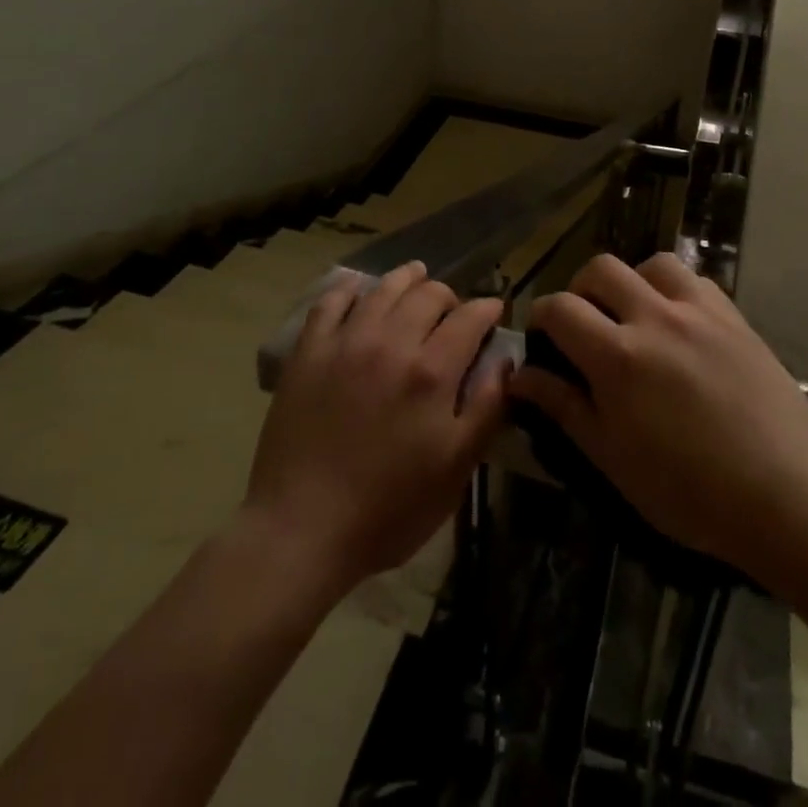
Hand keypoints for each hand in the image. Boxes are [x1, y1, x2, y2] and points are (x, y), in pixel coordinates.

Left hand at [241, 262, 508, 598]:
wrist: (302, 528)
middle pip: (429, 294)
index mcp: (431, 371)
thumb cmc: (389, 508)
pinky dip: (352, 289)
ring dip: (407, 280)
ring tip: (416, 278)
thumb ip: (486, 409)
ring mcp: (346, 342)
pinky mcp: (309, 351)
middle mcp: (391, 342)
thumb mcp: (455, 469)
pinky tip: (360, 291)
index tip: (494, 313)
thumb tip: (505, 362)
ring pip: (384, 288)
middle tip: (453, 312)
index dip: (488, 310)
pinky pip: (332, 301)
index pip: (470, 317)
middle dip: (450, 297)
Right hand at [509, 253, 807, 578]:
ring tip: (636, 316)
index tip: (544, 337)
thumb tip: (522, 376)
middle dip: (581, 290)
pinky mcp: (735, 318)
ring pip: (652, 264)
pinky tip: (681, 324)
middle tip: (587, 324)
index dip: (541, 316)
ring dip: (633, 281)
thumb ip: (564, 406)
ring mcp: (700, 312)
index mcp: (618, 356)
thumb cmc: (688, 491)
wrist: (783, 496)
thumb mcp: (612, 458)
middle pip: (601, 268)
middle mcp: (655, 318)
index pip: (560, 308)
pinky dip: (676, 291)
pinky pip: (696, 281)